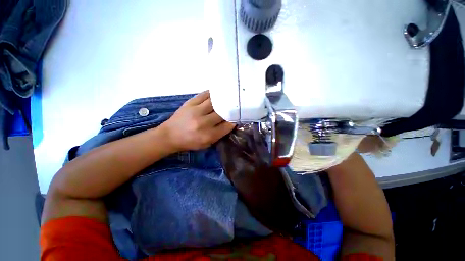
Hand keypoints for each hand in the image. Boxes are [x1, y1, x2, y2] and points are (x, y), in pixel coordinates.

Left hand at [160, 91, 235, 151]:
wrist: (170, 135)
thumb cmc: (189, 142)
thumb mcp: (206, 144)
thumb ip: (219, 134)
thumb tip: (230, 123)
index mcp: (208, 135)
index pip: (227, 126)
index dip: (234, 121)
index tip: (236, 118)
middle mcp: (203, 123)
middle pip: (222, 113)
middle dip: (230, 110)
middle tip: (234, 107)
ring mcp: (196, 111)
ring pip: (214, 102)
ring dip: (222, 100)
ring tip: (228, 97)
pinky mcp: (189, 103)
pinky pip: (204, 95)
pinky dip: (212, 94)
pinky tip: (217, 94)